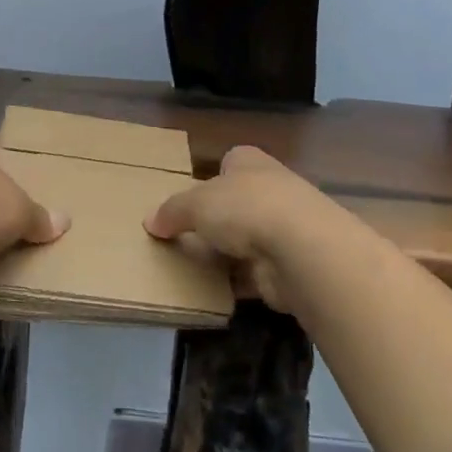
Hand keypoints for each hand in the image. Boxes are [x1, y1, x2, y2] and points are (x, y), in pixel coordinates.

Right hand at [144, 146, 331, 310]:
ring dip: (228, 252)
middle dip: (218, 218)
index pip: (231, 161)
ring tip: (193, 265)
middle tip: (185, 234)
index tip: (194, 194)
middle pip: (239, 202)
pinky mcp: (290, 265)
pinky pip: (255, 272)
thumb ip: (172, 211)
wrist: (301, 250)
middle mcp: (272, 189)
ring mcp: (286, 228)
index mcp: (250, 162)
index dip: (213, 175)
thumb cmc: (245, 208)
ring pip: (248, 239)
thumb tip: (150, 221)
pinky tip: (215, 290)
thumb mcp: (195, 204)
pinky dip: (238, 281)